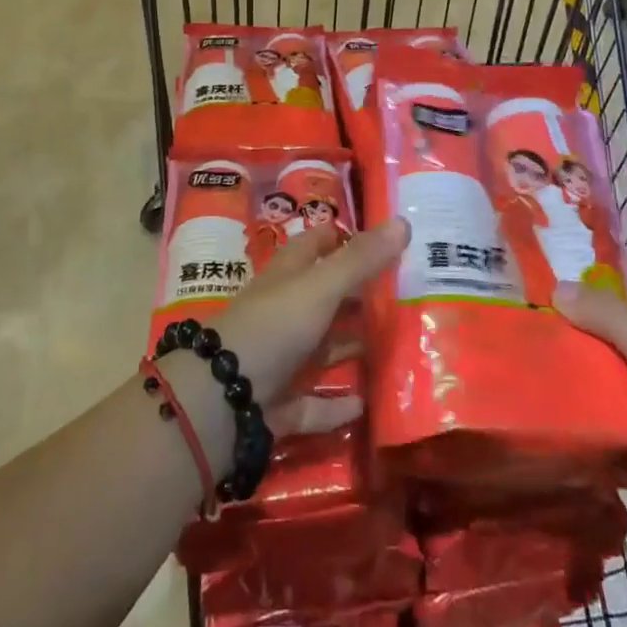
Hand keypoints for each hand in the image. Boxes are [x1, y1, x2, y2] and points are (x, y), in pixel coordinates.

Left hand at [215, 218, 408, 436]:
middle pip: (325, 297)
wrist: (222, 397)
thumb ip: (361, 259)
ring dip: (351, 348)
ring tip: (395, 348)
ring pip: (322, 349)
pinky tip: (365, 405)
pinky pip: (314, 402)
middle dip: (358, 297)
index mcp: (289, 275)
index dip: (344, 237)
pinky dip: (336, 405)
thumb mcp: (321, 286)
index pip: (317, 244)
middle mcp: (284, 311)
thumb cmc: (274, 325)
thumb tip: (403, 221)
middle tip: (404, 296)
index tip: (383, 239)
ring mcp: (280, 358)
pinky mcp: (280, 402)